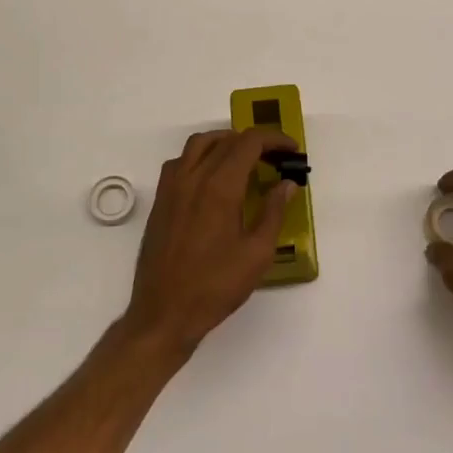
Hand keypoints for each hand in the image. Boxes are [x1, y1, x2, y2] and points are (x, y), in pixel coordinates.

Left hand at [123, 129, 298, 358]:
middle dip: (255, 142)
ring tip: (245, 158)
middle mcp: (194, 177)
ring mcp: (172, 187)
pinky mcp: (161, 200)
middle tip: (275, 159)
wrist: (164, 313)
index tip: (291, 150)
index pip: (249, 143)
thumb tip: (286, 184)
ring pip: (199, 143)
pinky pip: (181, 161)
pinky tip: (212, 177)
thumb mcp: (256, 254)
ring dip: (225, 141)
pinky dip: (200, 156)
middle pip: (226, 140)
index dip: (274, 140)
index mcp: (220, 186)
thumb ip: (273, 212)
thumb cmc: (215, 286)